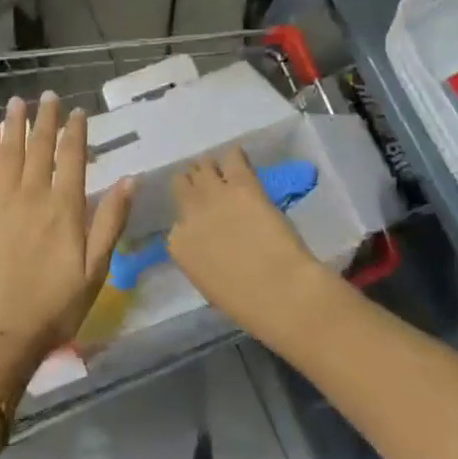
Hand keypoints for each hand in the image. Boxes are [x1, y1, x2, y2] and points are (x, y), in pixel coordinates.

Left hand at [0, 92, 133, 385]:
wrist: (0, 327)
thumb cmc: (55, 304)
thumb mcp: (96, 269)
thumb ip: (110, 221)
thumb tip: (130, 179)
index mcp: (65, 207)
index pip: (72, 157)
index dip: (76, 132)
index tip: (78, 111)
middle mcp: (33, 194)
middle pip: (40, 147)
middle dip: (46, 119)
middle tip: (48, 96)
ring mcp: (2, 201)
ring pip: (10, 151)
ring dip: (15, 124)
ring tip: (18, 102)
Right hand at [168, 148, 329, 344]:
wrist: (279, 291)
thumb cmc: (246, 302)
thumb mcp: (208, 283)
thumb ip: (201, 257)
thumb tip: (210, 245)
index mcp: (178, 244)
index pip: (177, 223)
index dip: (190, 218)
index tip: (202, 220)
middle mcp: (189, 213)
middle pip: (183, 185)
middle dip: (193, 183)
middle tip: (207, 186)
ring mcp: (213, 195)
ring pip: (203, 166)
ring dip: (210, 168)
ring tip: (222, 170)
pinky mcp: (241, 184)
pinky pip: (232, 158)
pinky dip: (234, 156)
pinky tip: (239, 157)